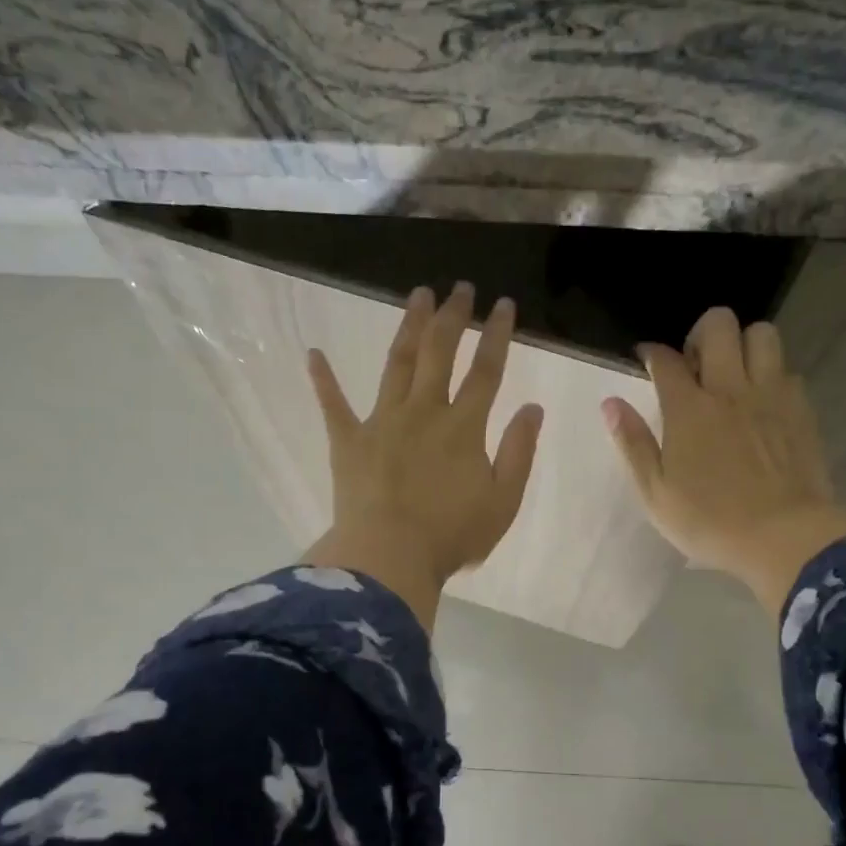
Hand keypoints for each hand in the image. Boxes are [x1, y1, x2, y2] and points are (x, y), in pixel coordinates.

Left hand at [305, 283, 544, 631]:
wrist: (390, 558)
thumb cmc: (451, 536)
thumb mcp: (503, 501)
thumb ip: (519, 452)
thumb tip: (533, 407)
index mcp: (463, 428)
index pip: (486, 371)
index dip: (497, 336)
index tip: (504, 305)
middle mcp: (424, 412)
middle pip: (440, 353)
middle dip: (452, 317)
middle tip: (459, 288)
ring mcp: (382, 422)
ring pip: (398, 364)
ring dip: (409, 328)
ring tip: (417, 296)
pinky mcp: (348, 441)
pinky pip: (333, 405)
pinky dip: (323, 380)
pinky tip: (313, 353)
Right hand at [604, 307, 845, 618]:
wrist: (783, 537)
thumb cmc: (710, 521)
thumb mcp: (656, 493)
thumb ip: (633, 444)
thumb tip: (611, 404)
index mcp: (688, 409)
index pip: (665, 359)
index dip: (651, 353)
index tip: (646, 359)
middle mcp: (730, 389)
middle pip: (720, 325)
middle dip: (701, 334)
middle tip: (694, 366)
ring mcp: (771, 395)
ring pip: (762, 335)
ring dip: (743, 345)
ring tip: (733, 376)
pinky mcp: (801, 410)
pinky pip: (787, 370)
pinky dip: (771, 376)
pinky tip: (762, 404)